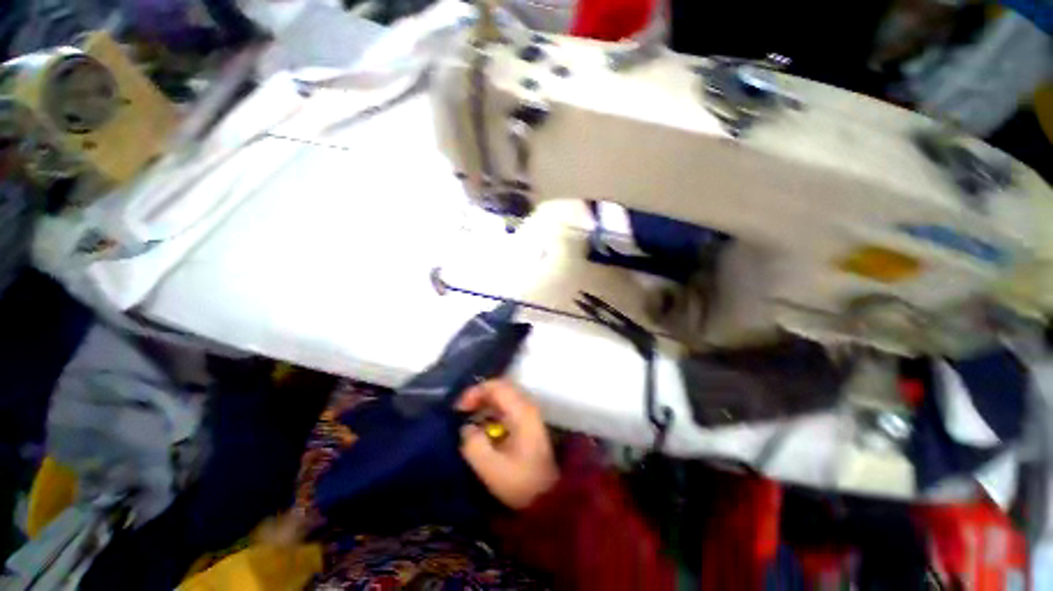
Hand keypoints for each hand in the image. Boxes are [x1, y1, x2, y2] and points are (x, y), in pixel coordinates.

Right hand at [458, 380, 558, 509]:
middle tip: (462, 410)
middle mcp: (528, 406)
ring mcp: (530, 414)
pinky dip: (493, 410)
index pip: (497, 387)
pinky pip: (508, 406)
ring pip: (505, 396)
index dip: (475, 392)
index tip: (459, 409)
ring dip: (486, 402)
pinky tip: (483, 426)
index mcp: (521, 411)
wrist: (549, 497)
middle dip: (479, 395)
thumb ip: (474, 444)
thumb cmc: (521, 482)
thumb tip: (466, 428)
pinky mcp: (529, 423)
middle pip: (501, 387)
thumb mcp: (492, 468)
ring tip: (469, 416)